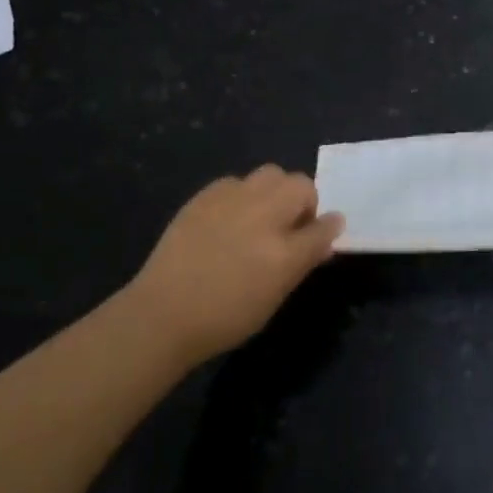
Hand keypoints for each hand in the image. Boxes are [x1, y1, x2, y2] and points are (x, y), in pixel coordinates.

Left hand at [123, 166, 343, 365]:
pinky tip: (229, 217)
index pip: (324, 226)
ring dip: (275, 191)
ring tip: (261, 215)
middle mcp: (262, 217)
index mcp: (283, 252)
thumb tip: (323, 240)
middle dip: (303, 200)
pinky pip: (236, 181)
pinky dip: (242, 194)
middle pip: (300, 185)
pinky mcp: (205, 196)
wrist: (164, 314)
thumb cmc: (224, 318)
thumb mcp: (273, 298)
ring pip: (270, 174)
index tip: (326, 231)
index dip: (329, 227)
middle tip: (291, 224)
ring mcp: (232, 201)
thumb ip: (301, 263)